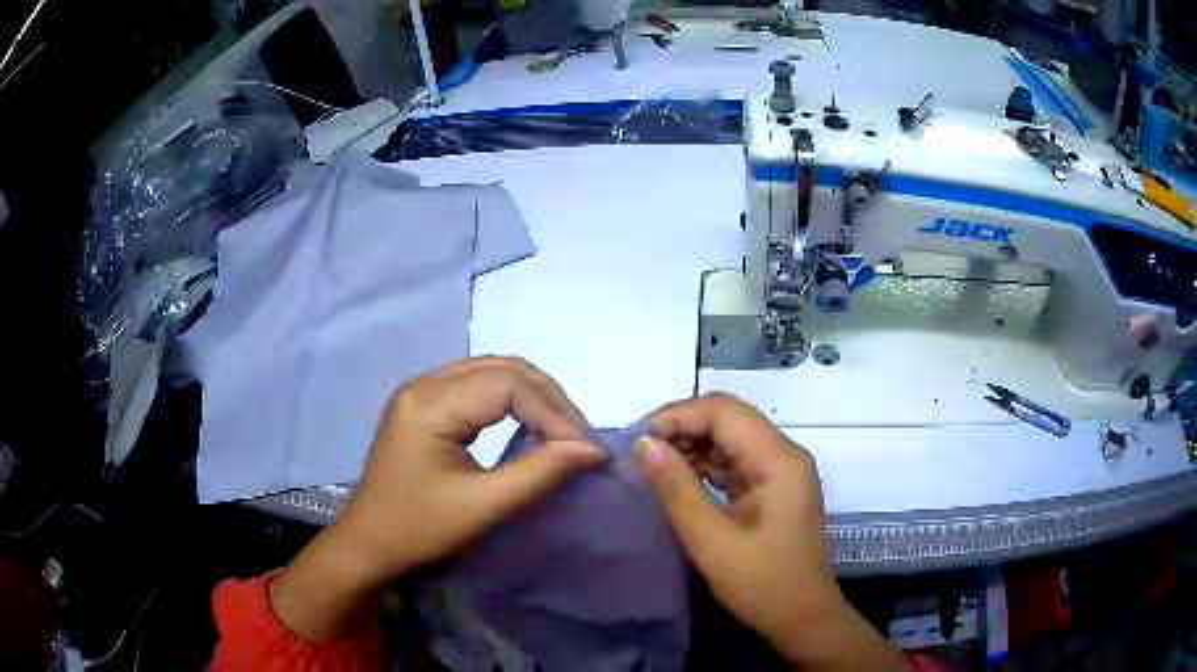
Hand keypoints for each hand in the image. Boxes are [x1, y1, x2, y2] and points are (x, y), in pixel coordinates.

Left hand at [270, 357, 605, 640]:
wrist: (369, 543)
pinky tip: (529, 427)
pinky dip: (513, 403)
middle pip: (503, 369)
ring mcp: (422, 391)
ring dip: (534, 398)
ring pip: (494, 373)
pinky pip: (479, 387)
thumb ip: (539, 473)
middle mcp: (424, 383)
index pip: (509, 385)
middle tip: (580, 439)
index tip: (586, 450)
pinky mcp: (425, 405)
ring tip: (563, 432)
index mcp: (430, 403)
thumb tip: (593, 450)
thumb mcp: (483, 506)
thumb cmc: (419, 529)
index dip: (554, 413)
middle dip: (550, 401)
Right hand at [637, 393, 904, 669]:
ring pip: (730, 440)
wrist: (803, 620)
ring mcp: (780, 473)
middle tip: (638, 452)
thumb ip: (677, 489)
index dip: (677, 416)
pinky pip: (734, 464)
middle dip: (681, 428)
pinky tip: (676, 481)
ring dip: (690, 447)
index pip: (724, 412)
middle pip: (728, 420)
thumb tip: (643, 444)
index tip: (636, 439)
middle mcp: (783, 455)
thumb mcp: (713, 541)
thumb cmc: (763, 584)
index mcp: (779, 460)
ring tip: (649, 466)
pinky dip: (704, 468)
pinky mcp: (772, 491)